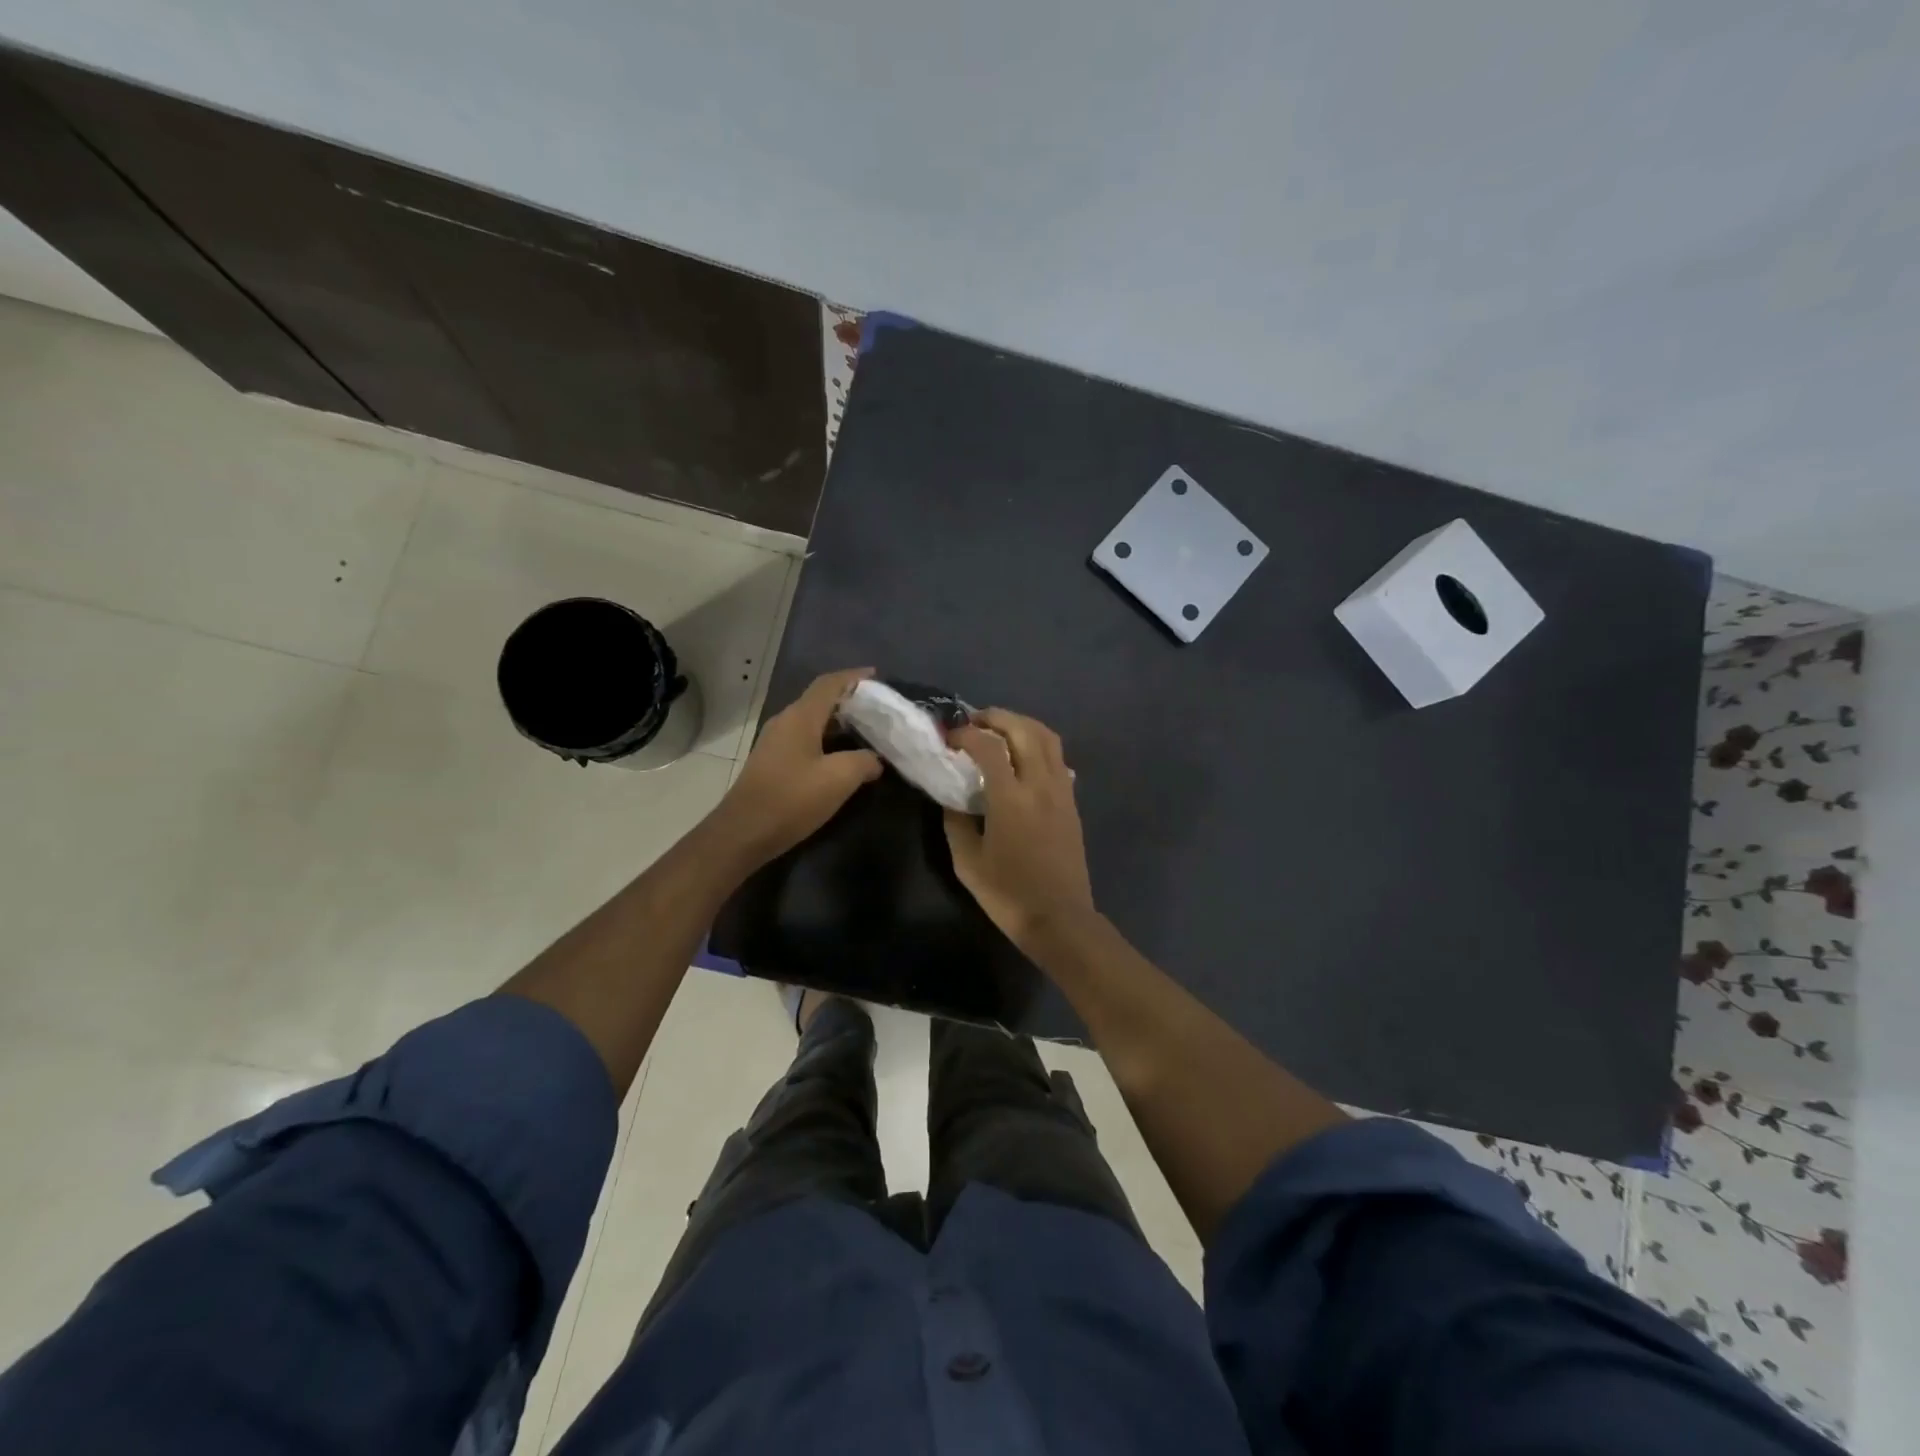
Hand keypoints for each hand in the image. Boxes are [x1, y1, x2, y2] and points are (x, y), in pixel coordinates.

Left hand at [709, 668, 881, 867]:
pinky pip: (806, 739)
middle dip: (850, 700)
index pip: (829, 683)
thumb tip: (876, 759)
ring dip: (839, 723)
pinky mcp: (773, 762)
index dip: (853, 677)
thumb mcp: (839, 779)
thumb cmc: (791, 799)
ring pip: (813, 721)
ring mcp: (776, 742)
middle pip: (820, 700)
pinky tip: (843, 757)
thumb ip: (864, 762)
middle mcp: (786, 722)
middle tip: (878, 709)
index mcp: (800, 717)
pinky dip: (827, 740)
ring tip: (867, 732)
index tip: (877, 676)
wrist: (743, 832)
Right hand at [944, 708, 1095, 949]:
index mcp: (1011, 799)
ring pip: (1048, 738)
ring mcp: (1061, 791)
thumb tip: (951, 795)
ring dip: (1022, 725)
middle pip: (1024, 730)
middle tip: (974, 722)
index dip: (966, 734)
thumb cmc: (1008, 894)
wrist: (1059, 918)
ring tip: (999, 731)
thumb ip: (955, 821)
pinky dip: (1038, 744)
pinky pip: (1058, 758)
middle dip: (997, 718)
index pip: (989, 747)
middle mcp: (1040, 785)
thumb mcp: (967, 862)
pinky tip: (1023, 757)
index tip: (949, 738)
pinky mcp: (1072, 802)